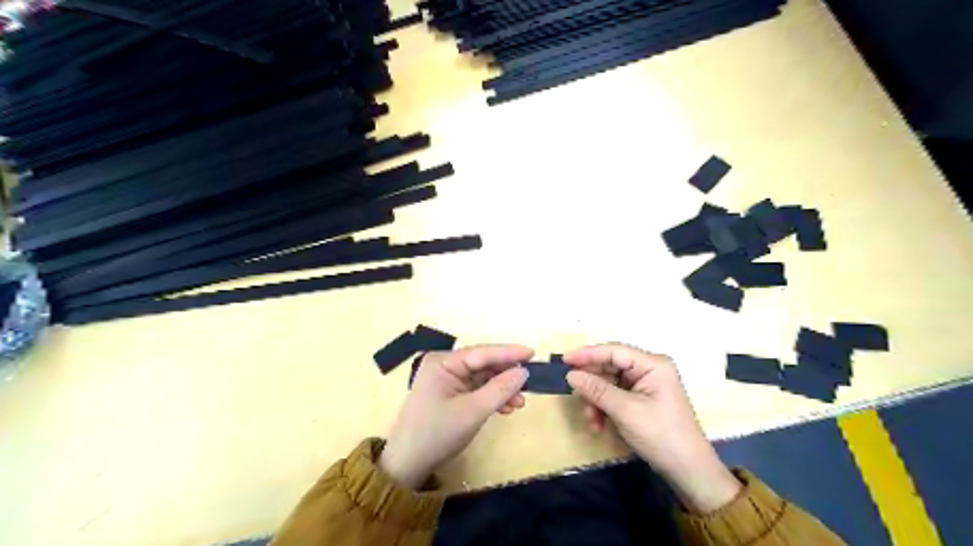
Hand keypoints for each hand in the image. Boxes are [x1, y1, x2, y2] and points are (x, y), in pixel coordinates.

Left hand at [381, 344, 530, 488]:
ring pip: (483, 378)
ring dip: (501, 389)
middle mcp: (444, 366)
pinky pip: (477, 390)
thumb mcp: (472, 411)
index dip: (509, 353)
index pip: (482, 353)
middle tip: (530, 381)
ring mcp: (447, 380)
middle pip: (483, 364)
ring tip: (520, 402)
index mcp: (443, 362)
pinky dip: (492, 398)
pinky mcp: (450, 395)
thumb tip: (524, 372)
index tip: (533, 352)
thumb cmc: (437, 433)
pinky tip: (506, 408)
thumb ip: (500, 389)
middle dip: (506, 375)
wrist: (408, 465)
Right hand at [562, 344, 738, 514]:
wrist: (688, 471)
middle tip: (574, 395)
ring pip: (609, 383)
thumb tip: (571, 374)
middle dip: (592, 384)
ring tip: (591, 420)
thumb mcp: (626, 411)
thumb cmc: (661, 435)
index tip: (564, 360)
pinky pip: (614, 396)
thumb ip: (597, 390)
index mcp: (652, 364)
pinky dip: (604, 408)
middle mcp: (649, 369)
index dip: (588, 354)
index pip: (614, 351)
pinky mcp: (641, 400)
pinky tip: (599, 425)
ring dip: (596, 401)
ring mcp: (645, 385)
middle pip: (610, 367)